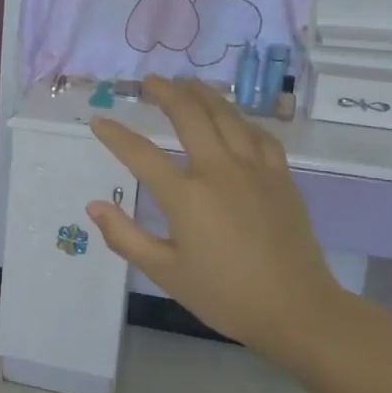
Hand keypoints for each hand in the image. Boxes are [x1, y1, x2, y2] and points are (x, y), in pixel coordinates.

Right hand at [86, 77, 354, 359]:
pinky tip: (234, 119)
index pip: (141, 154)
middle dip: (166, 92)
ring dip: (203, 94)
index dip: (116, 135)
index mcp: (186, 196)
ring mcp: (254, 169)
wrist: (297, 310)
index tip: (99, 121)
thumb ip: (126, 237)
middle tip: (150, 82)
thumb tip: (94, 206)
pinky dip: (241, 120)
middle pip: (189, 115)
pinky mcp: (281, 176)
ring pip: (226, 115)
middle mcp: (219, 170)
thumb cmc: (225, 295)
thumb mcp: (165, 273)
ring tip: (187, 84)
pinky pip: (259, 135)